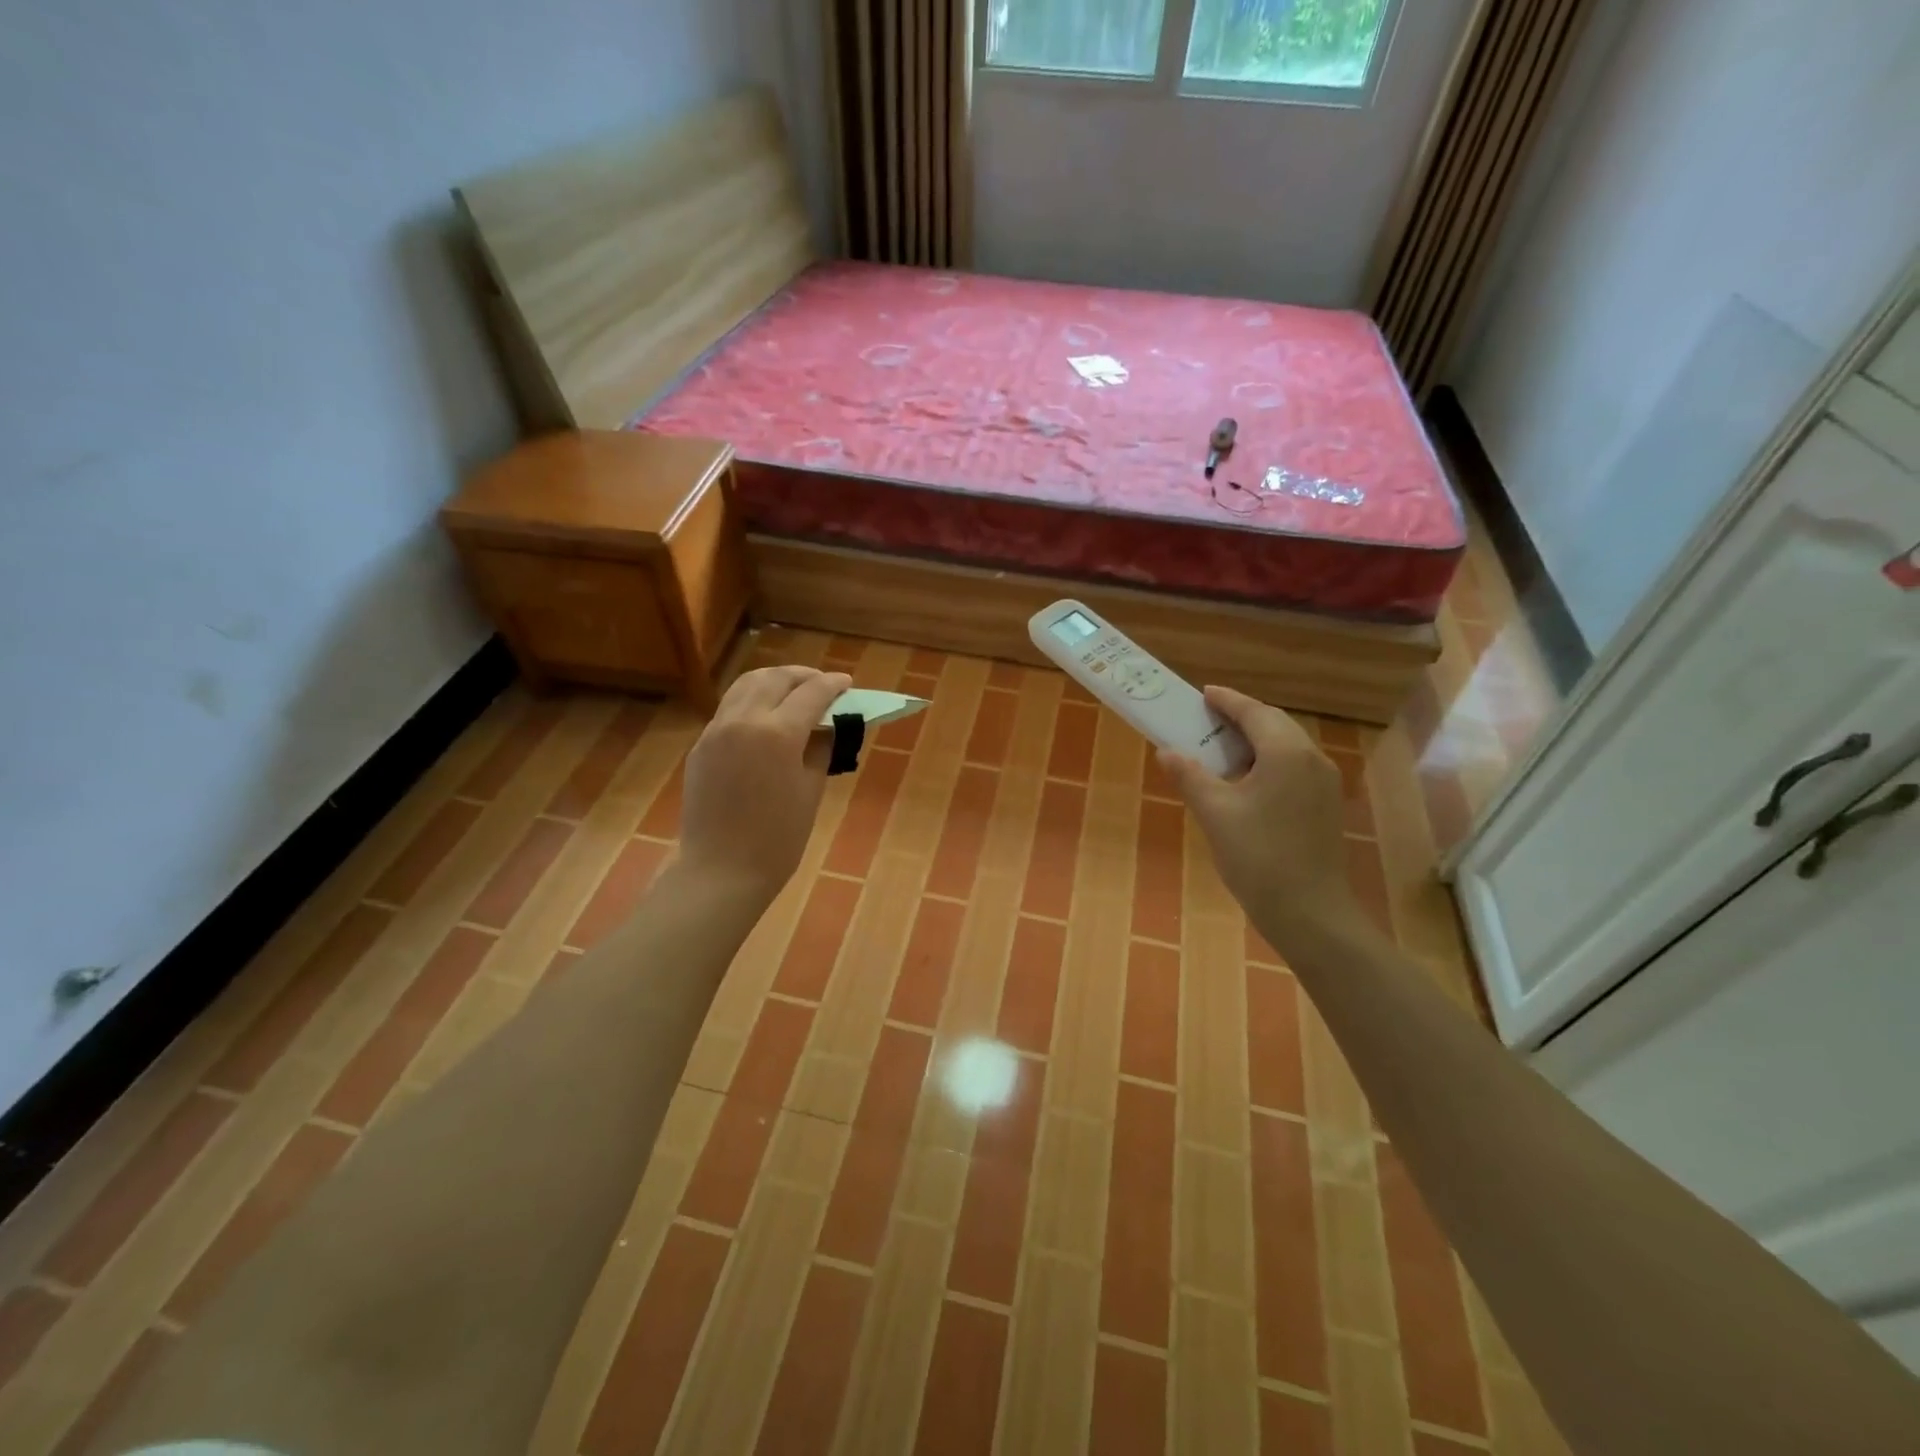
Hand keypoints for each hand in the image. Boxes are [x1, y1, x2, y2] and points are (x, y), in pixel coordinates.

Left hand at [677, 665, 851, 905]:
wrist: (721, 870)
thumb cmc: (778, 839)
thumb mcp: (811, 790)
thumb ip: (821, 748)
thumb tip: (829, 724)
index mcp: (777, 734)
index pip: (811, 694)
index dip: (833, 686)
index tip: (847, 683)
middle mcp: (743, 720)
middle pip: (775, 678)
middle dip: (803, 676)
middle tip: (822, 684)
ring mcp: (716, 730)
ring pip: (746, 685)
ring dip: (774, 681)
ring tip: (794, 690)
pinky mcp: (701, 744)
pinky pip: (730, 708)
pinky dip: (753, 700)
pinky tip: (766, 717)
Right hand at [1158, 685, 1360, 945]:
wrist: (1309, 912)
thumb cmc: (1258, 857)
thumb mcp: (1215, 813)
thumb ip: (1190, 776)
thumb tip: (1166, 751)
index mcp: (1286, 753)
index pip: (1254, 712)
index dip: (1227, 700)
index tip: (1203, 693)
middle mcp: (1312, 759)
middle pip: (1274, 724)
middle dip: (1241, 717)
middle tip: (1207, 718)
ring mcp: (1324, 783)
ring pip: (1287, 746)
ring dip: (1255, 740)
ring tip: (1221, 746)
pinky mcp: (1325, 805)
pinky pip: (1294, 767)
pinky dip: (1267, 761)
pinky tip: (1245, 779)